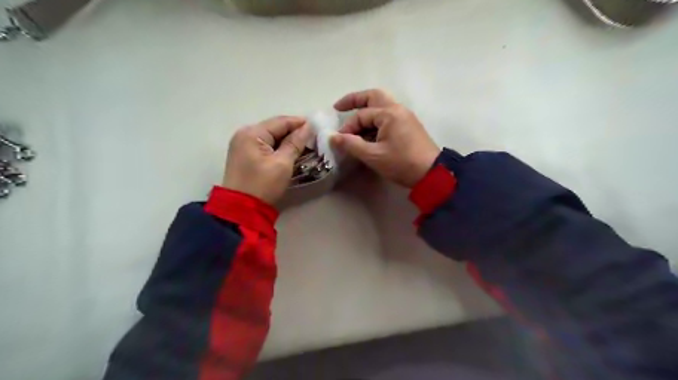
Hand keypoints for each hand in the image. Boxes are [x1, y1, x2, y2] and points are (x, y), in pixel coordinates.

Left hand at [225, 115, 310, 205]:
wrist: (242, 209)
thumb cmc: (263, 185)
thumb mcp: (283, 163)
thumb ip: (295, 143)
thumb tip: (308, 127)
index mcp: (252, 133)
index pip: (280, 122)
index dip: (299, 123)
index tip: (317, 126)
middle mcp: (244, 134)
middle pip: (274, 128)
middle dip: (294, 132)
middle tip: (313, 137)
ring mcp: (242, 145)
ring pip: (270, 137)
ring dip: (287, 140)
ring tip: (305, 145)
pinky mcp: (244, 156)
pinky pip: (264, 145)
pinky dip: (278, 147)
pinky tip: (290, 151)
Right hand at [333, 90, 440, 188]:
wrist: (431, 173)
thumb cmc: (401, 163)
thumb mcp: (373, 156)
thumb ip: (352, 145)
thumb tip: (333, 137)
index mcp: (389, 113)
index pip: (361, 116)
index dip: (347, 128)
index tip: (339, 141)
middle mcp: (397, 109)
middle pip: (373, 96)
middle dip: (355, 100)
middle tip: (339, 107)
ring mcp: (405, 116)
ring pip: (382, 105)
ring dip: (366, 109)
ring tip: (353, 121)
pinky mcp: (408, 126)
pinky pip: (388, 116)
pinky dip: (375, 119)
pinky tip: (368, 132)